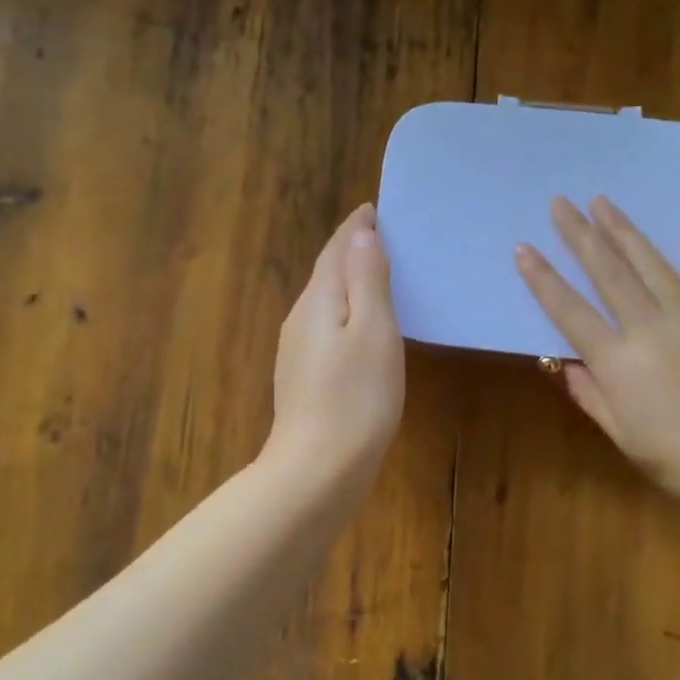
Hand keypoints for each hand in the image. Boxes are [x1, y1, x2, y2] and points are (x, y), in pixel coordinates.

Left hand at [263, 203, 404, 494]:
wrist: (317, 469)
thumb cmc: (356, 397)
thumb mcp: (373, 331)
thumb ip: (367, 280)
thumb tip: (361, 235)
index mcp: (319, 301)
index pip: (336, 251)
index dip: (355, 228)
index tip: (373, 209)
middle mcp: (301, 320)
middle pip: (326, 273)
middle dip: (350, 251)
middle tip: (381, 236)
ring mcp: (298, 352)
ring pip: (325, 302)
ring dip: (348, 282)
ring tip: (376, 274)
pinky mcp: (304, 379)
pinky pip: (327, 329)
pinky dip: (346, 314)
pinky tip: (361, 328)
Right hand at [515, 196, 679, 516]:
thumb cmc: (674, 459)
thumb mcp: (619, 433)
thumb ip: (589, 392)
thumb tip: (564, 362)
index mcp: (618, 362)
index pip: (570, 312)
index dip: (543, 279)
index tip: (523, 248)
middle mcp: (650, 330)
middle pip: (609, 274)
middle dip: (581, 235)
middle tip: (561, 203)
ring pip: (654, 266)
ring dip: (626, 232)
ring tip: (604, 203)